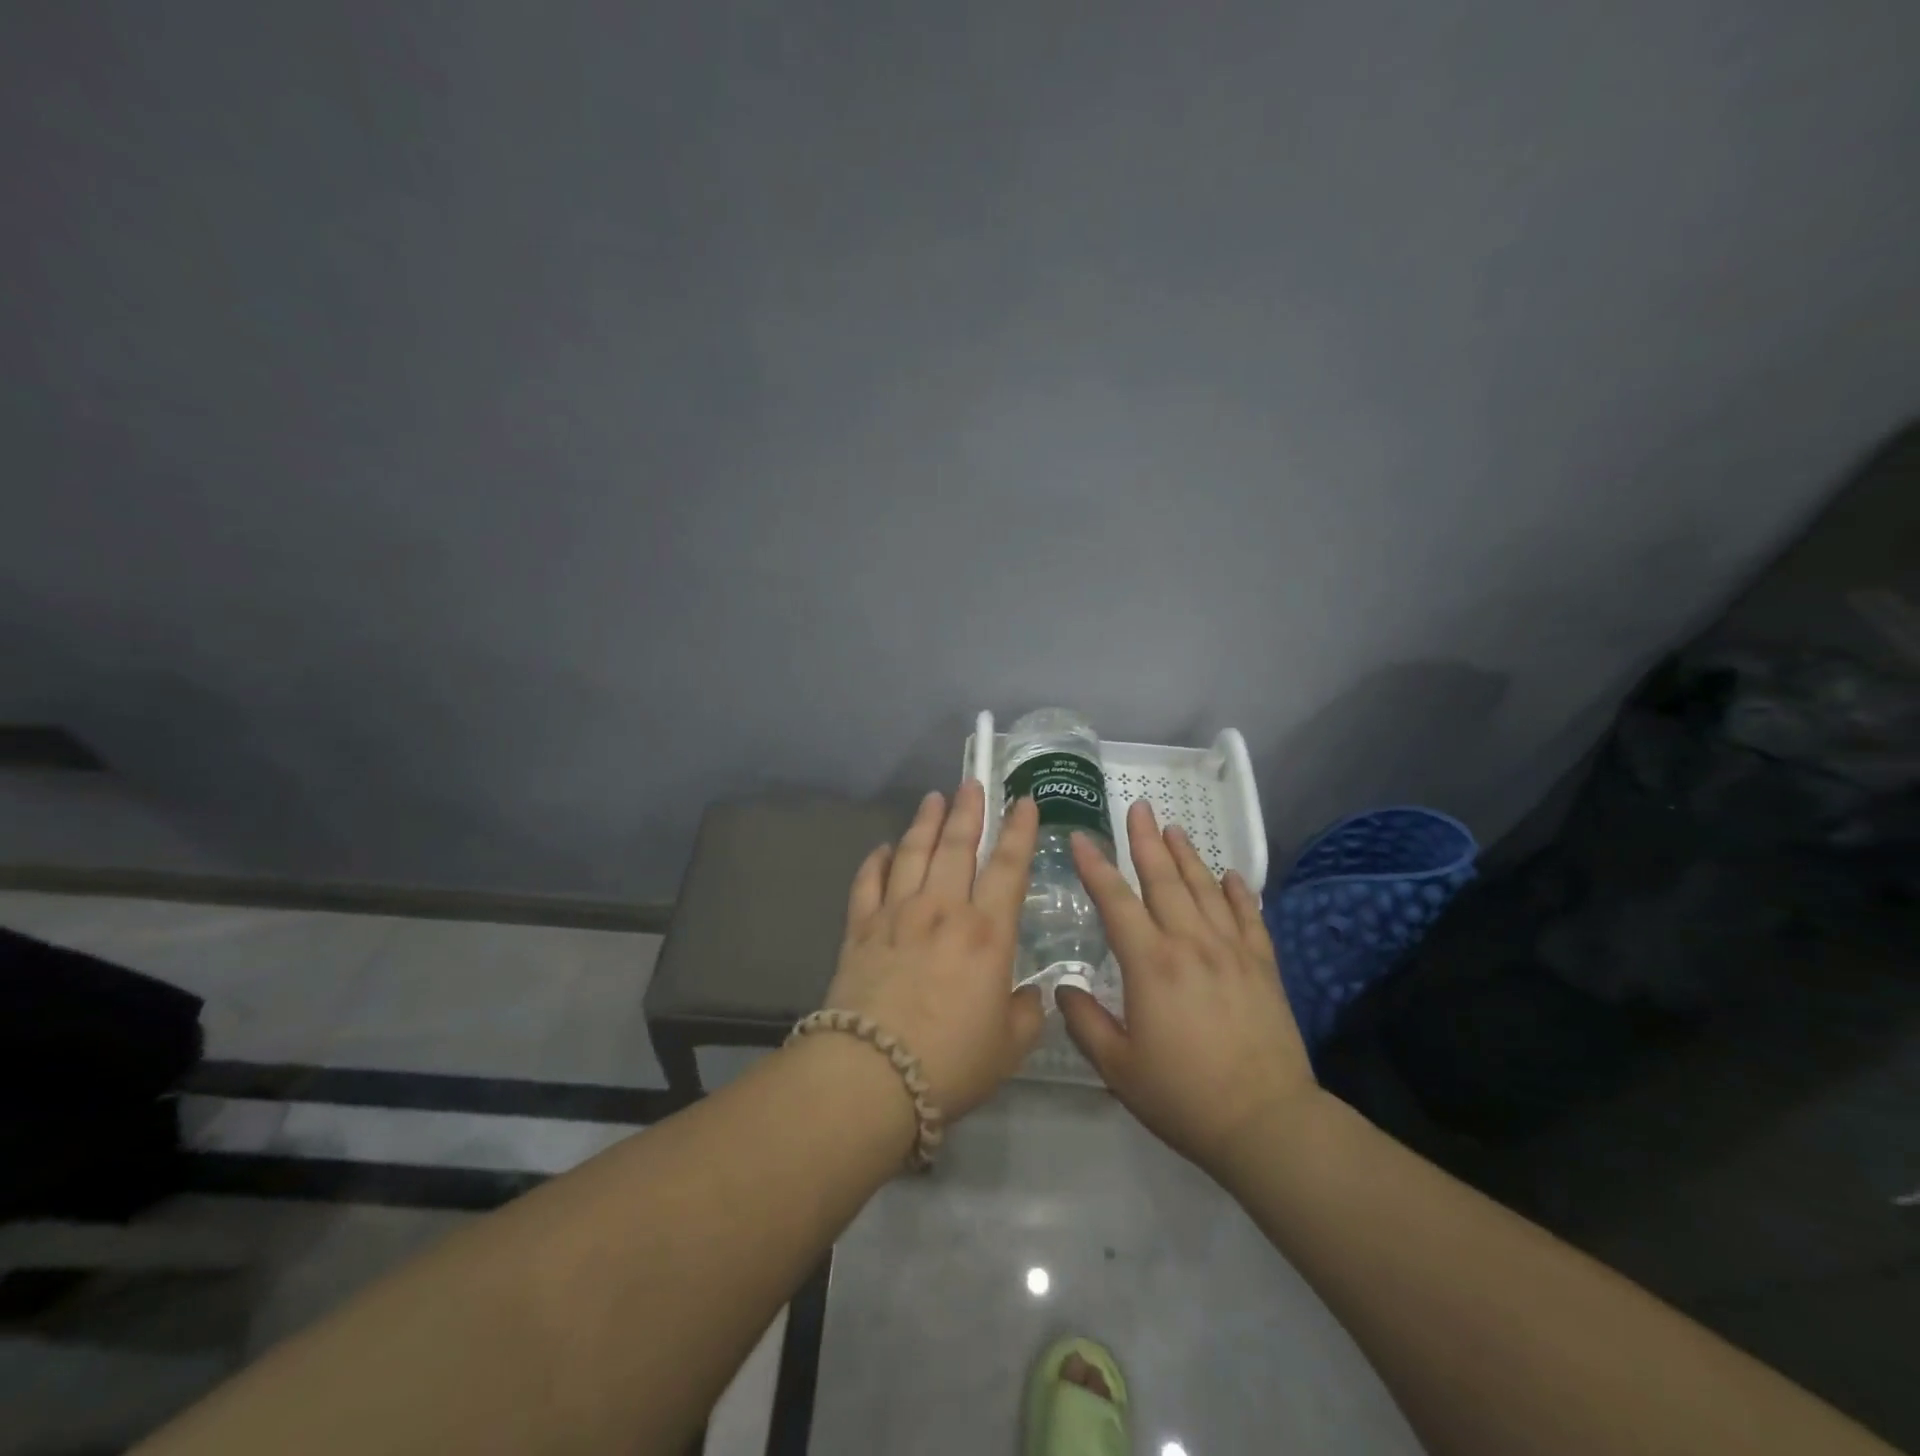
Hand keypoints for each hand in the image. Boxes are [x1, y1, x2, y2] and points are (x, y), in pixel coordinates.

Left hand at [822, 781, 1046, 1118]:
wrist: (871, 1075)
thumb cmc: (951, 1062)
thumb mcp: (1009, 1047)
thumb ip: (1026, 1014)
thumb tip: (1030, 995)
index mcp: (986, 933)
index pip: (1008, 867)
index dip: (1019, 831)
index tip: (1023, 801)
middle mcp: (942, 910)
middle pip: (957, 846)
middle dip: (968, 810)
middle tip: (972, 782)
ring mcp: (896, 915)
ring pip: (912, 853)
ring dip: (925, 822)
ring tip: (934, 798)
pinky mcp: (859, 929)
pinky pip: (868, 882)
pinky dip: (875, 861)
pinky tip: (882, 849)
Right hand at [1060, 800, 1318, 1177]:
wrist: (1266, 1122)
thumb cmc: (1183, 1096)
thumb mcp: (1118, 1068)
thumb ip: (1085, 1022)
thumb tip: (1063, 988)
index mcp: (1150, 964)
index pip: (1116, 901)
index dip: (1095, 866)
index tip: (1080, 837)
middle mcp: (1190, 944)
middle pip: (1164, 880)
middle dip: (1146, 840)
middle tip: (1138, 806)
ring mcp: (1231, 951)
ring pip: (1206, 889)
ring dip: (1188, 856)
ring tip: (1174, 828)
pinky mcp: (1262, 966)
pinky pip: (1249, 917)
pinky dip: (1239, 892)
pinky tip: (1232, 874)